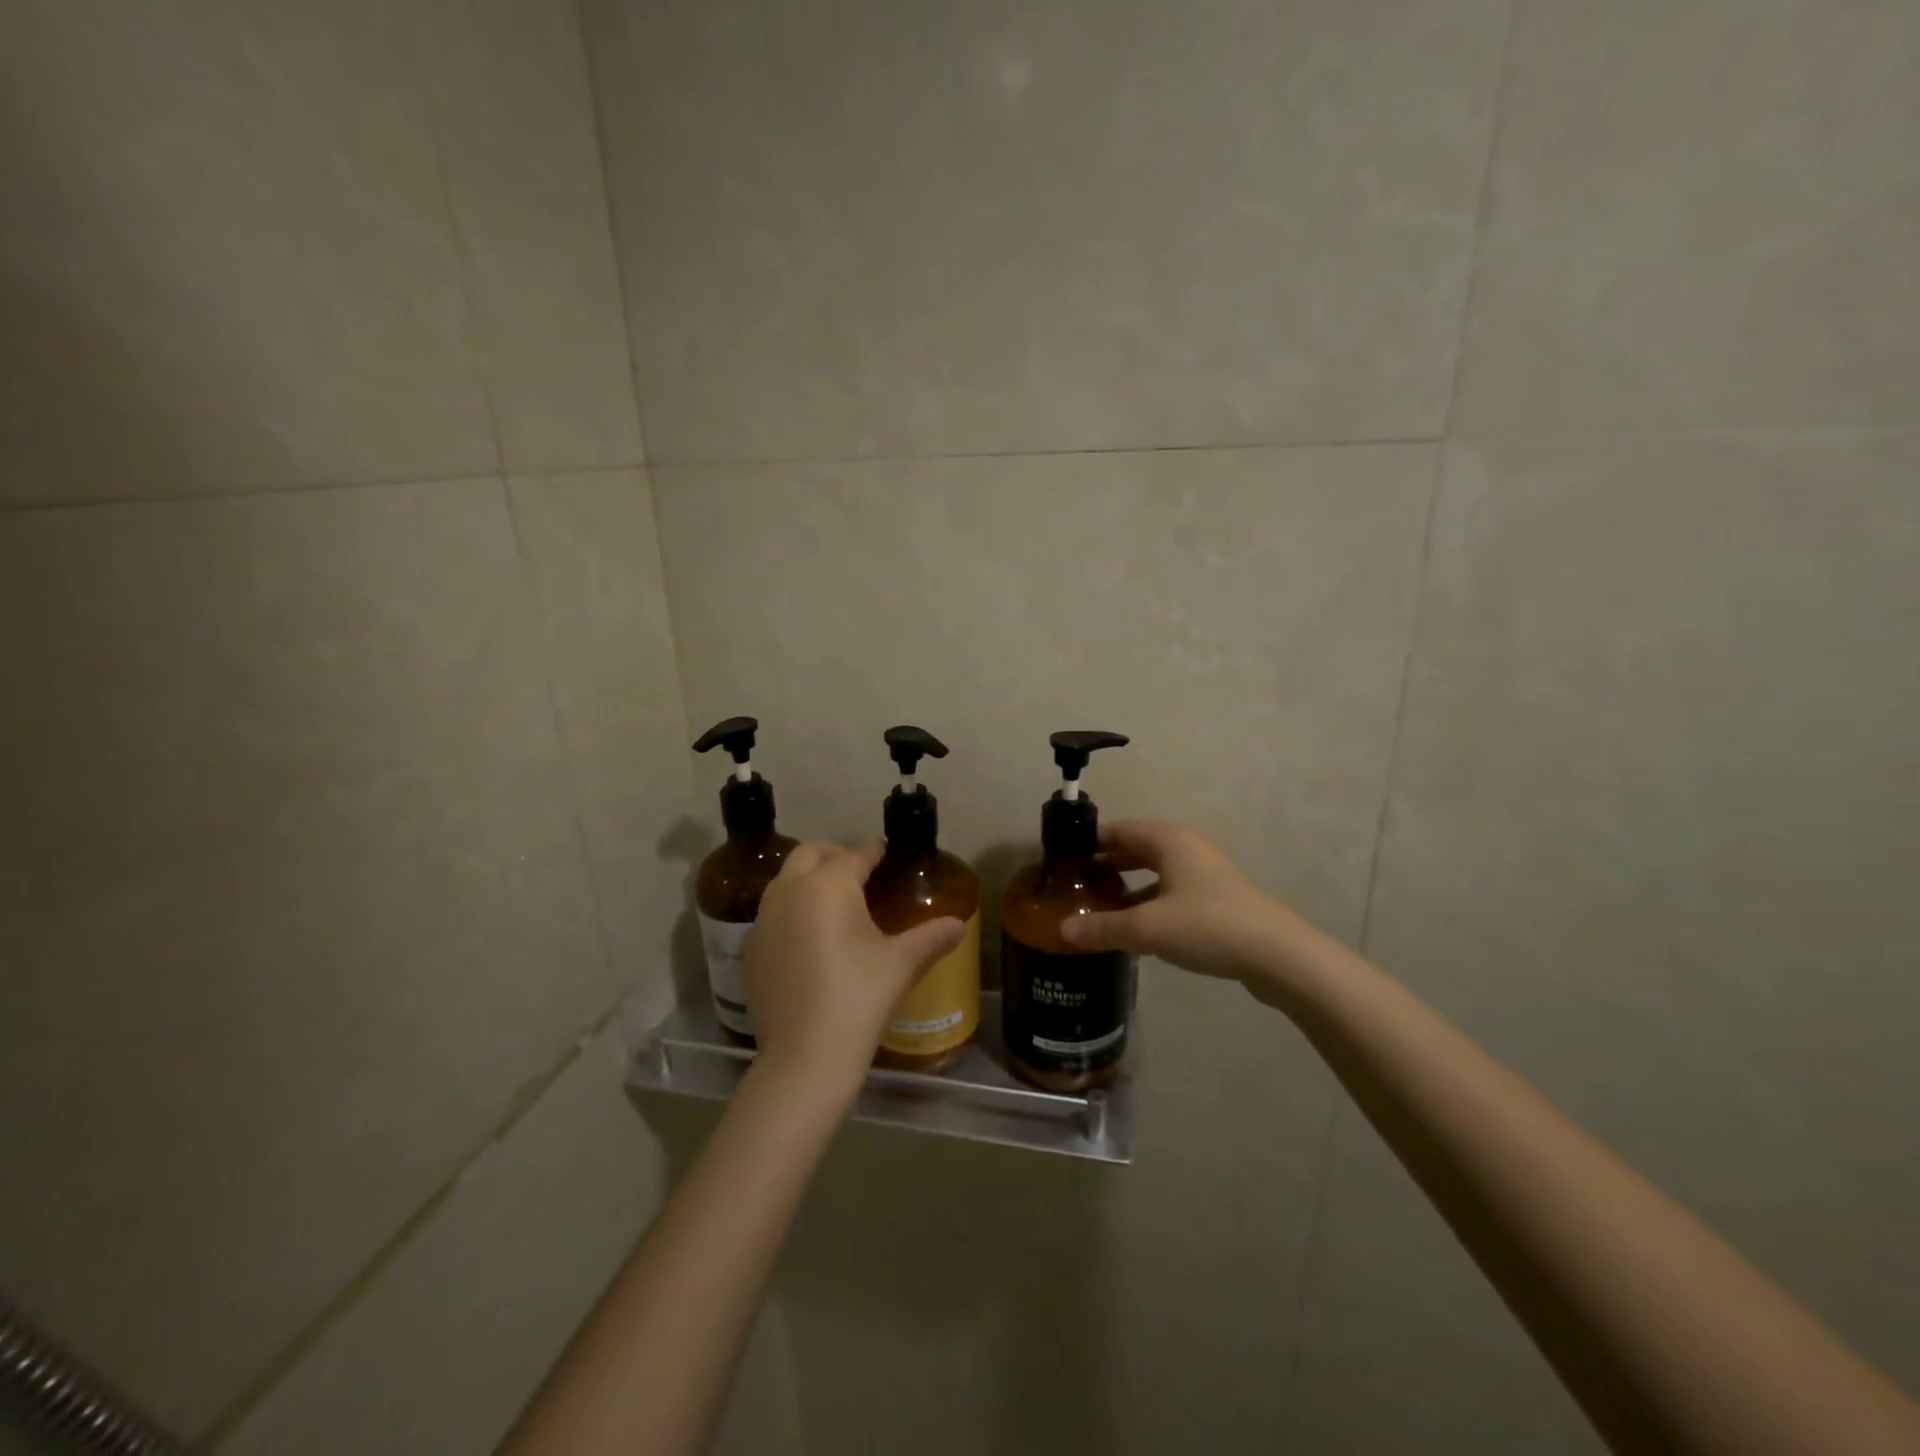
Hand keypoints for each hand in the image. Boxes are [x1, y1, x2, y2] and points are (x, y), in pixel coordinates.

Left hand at [744, 842, 965, 1102]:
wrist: (804, 1057)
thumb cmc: (858, 998)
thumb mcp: (901, 964)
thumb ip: (932, 937)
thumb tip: (960, 925)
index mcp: (827, 884)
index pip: (856, 854)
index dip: (876, 854)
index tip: (890, 858)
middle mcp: (789, 891)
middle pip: (811, 853)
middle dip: (836, 856)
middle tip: (862, 876)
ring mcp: (763, 920)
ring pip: (786, 881)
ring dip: (810, 881)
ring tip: (837, 906)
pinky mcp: (750, 949)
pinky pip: (773, 915)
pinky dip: (792, 913)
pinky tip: (810, 942)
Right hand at [1059, 819, 1301, 998]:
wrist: (1277, 955)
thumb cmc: (1206, 926)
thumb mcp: (1146, 928)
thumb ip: (1103, 927)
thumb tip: (1063, 930)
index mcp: (1168, 840)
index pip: (1119, 829)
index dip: (1090, 841)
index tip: (1064, 859)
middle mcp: (1187, 848)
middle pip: (1137, 848)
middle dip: (1107, 864)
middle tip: (1076, 884)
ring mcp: (1205, 873)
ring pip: (1156, 872)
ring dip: (1128, 886)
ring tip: (1099, 907)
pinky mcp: (1217, 899)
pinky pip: (1172, 892)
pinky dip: (1150, 903)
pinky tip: (1136, 930)